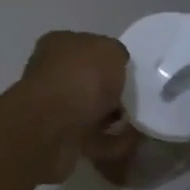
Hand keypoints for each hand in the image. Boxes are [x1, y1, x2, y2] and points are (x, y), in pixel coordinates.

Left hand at [10, 31, 129, 182]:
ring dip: (114, 120)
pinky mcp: (59, 138)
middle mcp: (52, 74)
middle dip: (113, 93)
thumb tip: (116, 66)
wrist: (52, 128)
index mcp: (58, 46)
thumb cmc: (81, 78)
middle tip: (136, 101)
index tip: (129, 73)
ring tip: (137, 125)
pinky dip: (111, 143)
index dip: (109, 59)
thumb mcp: (110, 51)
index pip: (86, 47)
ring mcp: (53, 108)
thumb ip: (117, 54)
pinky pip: (92, 139)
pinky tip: (128, 143)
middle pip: (89, 82)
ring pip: (91, 112)